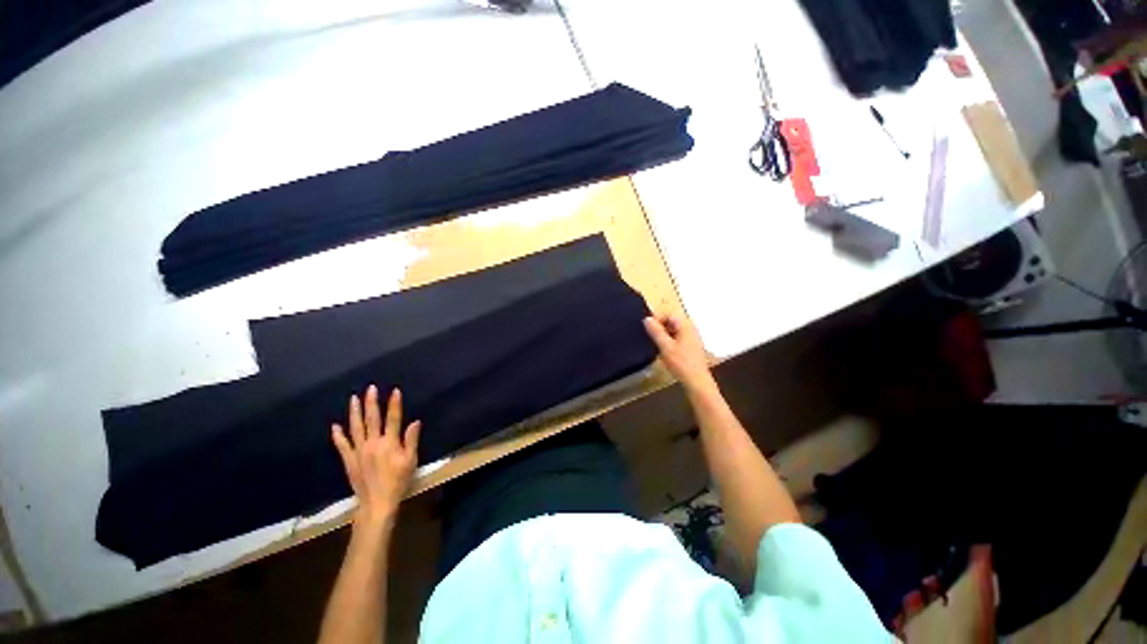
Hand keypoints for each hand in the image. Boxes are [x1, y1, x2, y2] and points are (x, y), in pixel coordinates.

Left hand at [331, 385, 420, 532]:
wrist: (377, 503)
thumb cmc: (398, 481)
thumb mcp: (411, 461)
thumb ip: (412, 440)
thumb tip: (415, 421)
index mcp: (389, 443)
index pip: (393, 419)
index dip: (394, 404)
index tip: (394, 390)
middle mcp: (373, 443)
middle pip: (372, 419)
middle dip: (371, 402)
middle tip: (370, 388)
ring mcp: (359, 451)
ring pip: (356, 428)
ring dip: (355, 412)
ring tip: (354, 399)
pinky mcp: (349, 460)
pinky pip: (342, 445)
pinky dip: (338, 435)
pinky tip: (335, 426)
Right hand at [643, 314, 715, 394]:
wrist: (697, 381)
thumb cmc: (681, 363)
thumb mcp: (665, 347)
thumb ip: (656, 332)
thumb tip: (647, 319)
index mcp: (686, 326)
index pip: (669, 314)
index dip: (657, 319)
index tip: (649, 330)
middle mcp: (691, 328)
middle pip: (672, 322)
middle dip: (660, 328)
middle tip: (652, 339)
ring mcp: (693, 338)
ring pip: (675, 330)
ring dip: (665, 335)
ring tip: (658, 346)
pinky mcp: (692, 346)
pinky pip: (679, 338)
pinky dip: (670, 342)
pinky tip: (666, 352)